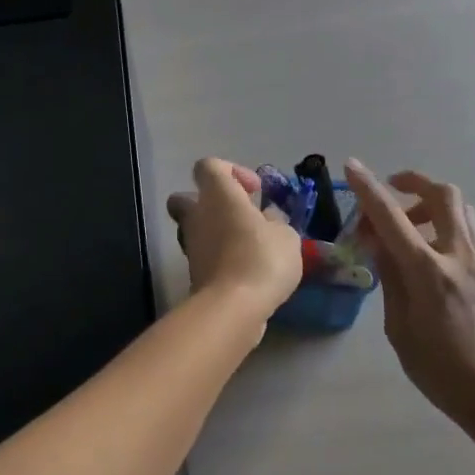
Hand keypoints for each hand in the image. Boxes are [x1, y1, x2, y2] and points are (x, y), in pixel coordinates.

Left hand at [166, 159, 303, 320]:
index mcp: (217, 194)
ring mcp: (191, 245)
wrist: (233, 307)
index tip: (254, 191)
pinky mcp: (193, 273)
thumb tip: (267, 219)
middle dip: (211, 203)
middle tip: (241, 216)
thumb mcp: (286, 235)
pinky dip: (221, 258)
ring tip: (250, 247)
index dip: (231, 171)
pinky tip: (247, 271)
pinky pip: (205, 255)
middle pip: (188, 198)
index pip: (208, 166)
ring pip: (196, 229)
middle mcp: (197, 215)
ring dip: (218, 233)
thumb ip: (276, 222)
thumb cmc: (261, 258)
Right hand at [343, 159, 474, 427]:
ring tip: (406, 224)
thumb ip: (390, 279)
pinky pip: (465, 229)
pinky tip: (425, 249)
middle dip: (413, 182)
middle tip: (391, 192)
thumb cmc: (441, 370)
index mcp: (429, 273)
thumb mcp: (400, 328)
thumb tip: (379, 245)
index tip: (351, 166)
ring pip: (459, 208)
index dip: (368, 190)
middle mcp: (457, 256)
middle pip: (442, 195)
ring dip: (430, 202)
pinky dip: (442, 222)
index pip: (392, 219)